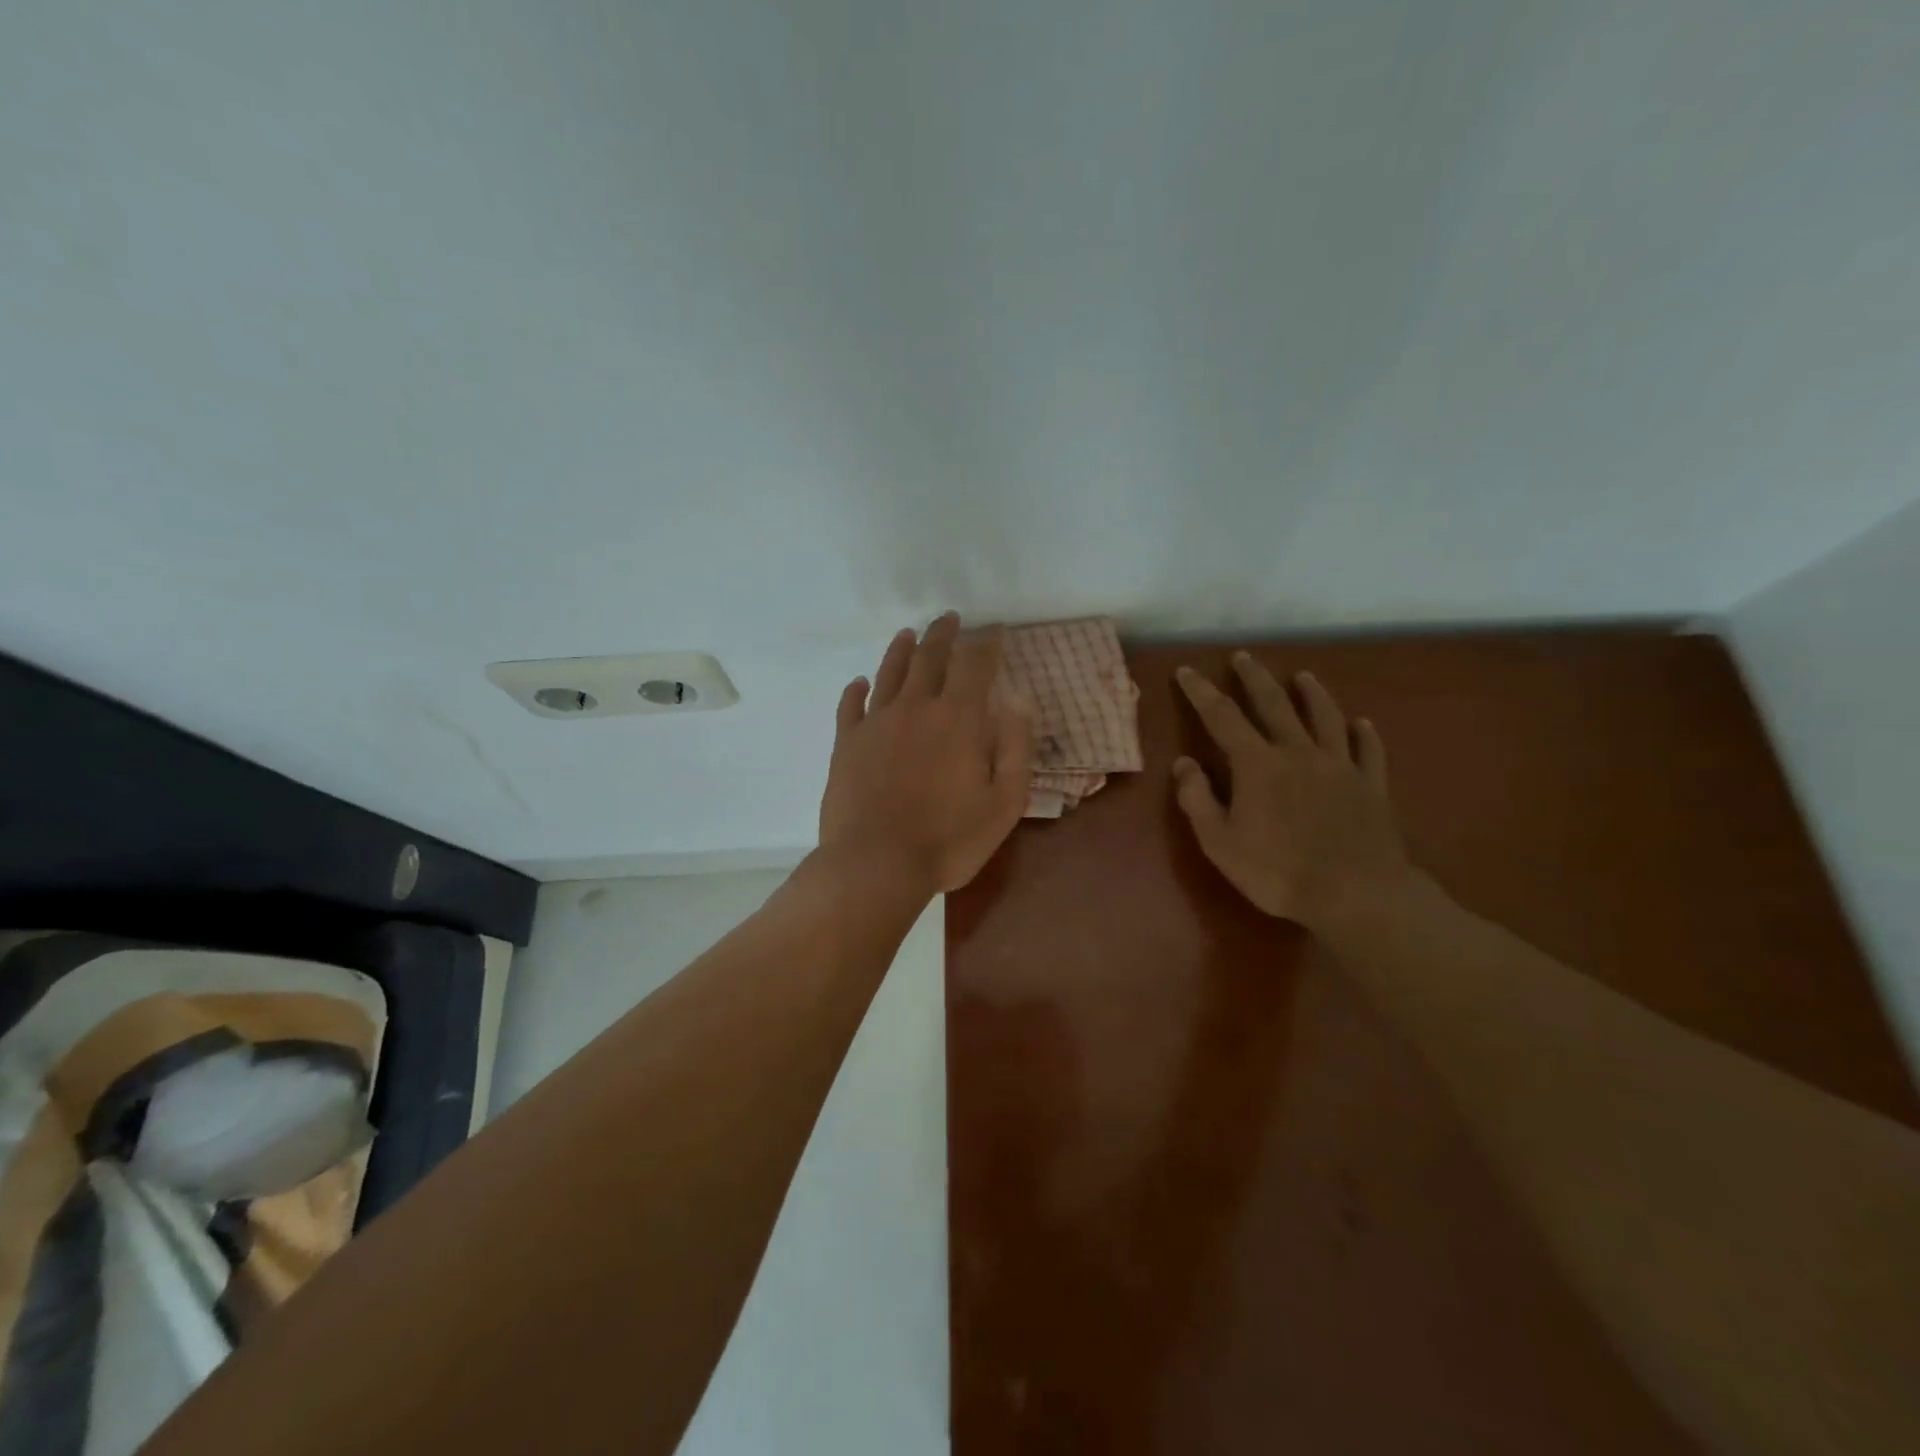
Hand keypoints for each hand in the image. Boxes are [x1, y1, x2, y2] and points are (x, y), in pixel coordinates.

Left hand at [819, 613, 1034, 896]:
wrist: (876, 863)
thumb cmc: (949, 840)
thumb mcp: (1003, 802)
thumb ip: (1015, 749)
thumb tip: (1018, 703)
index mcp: (958, 719)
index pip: (975, 665)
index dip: (986, 643)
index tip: (993, 630)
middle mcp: (915, 708)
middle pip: (929, 657)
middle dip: (942, 634)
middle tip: (949, 619)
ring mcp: (876, 723)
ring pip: (889, 673)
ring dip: (901, 650)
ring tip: (909, 634)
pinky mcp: (846, 744)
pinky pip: (850, 706)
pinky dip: (856, 690)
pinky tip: (859, 683)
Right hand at [1173, 654, 1414, 931]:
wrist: (1356, 894)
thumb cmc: (1277, 871)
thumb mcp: (1219, 842)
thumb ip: (1197, 799)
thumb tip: (1183, 762)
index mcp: (1257, 764)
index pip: (1222, 717)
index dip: (1201, 692)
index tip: (1187, 671)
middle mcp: (1298, 752)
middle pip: (1274, 704)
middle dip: (1254, 678)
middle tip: (1244, 657)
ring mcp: (1339, 766)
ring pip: (1324, 717)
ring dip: (1312, 694)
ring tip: (1303, 676)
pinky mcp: (1371, 785)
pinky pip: (1368, 750)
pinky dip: (1365, 733)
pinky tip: (1362, 723)